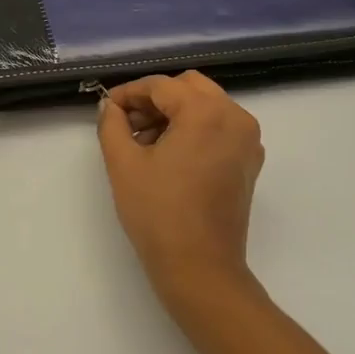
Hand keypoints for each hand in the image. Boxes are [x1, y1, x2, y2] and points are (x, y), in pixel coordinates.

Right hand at [97, 72, 264, 299]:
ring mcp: (247, 140)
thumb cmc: (158, 213)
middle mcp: (235, 117)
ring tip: (143, 143)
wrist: (200, 267)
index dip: (129, 93)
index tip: (106, 108)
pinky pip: (220, 128)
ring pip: (206, 105)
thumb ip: (112, 124)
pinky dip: (194, 130)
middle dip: (155, 99)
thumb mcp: (123, 164)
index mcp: (206, 112)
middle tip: (126, 123)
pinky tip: (169, 156)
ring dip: (174, 113)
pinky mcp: (249, 162)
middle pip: (189, 87)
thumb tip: (109, 106)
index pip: (161, 86)